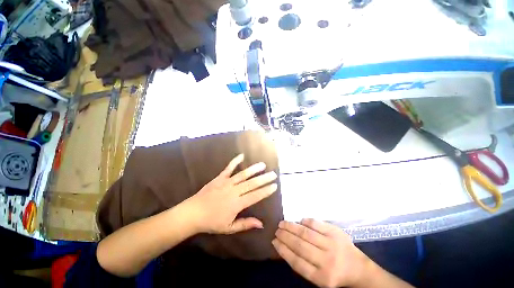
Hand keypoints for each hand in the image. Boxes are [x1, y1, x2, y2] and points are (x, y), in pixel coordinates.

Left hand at [185, 154, 277, 234]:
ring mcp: (227, 182)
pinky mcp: (220, 177)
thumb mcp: (229, 228)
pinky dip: (235, 161)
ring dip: (254, 169)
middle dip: (264, 179)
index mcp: (237, 204)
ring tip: (263, 165)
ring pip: (243, 174)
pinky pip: (229, 168)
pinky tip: (242, 155)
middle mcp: (234, 191)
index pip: (256, 196)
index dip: (266, 190)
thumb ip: (246, 224)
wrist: (193, 213)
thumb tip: (261, 224)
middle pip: (252, 183)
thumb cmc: (212, 222)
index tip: (275, 186)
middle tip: (273, 174)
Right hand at [273, 219, 368, 287]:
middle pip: (300, 245)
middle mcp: (327, 261)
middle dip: (285, 236)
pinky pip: (317, 224)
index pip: (296, 261)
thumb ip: (302, 264)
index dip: (283, 250)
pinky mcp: (336, 232)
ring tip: (282, 223)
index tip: (274, 241)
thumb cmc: (334, 274)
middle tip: (276, 230)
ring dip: (292, 226)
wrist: (358, 268)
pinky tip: (299, 221)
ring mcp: (332, 245)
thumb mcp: (318, 277)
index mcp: (321, 277)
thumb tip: (284, 246)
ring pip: (306, 233)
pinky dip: (306, 221)